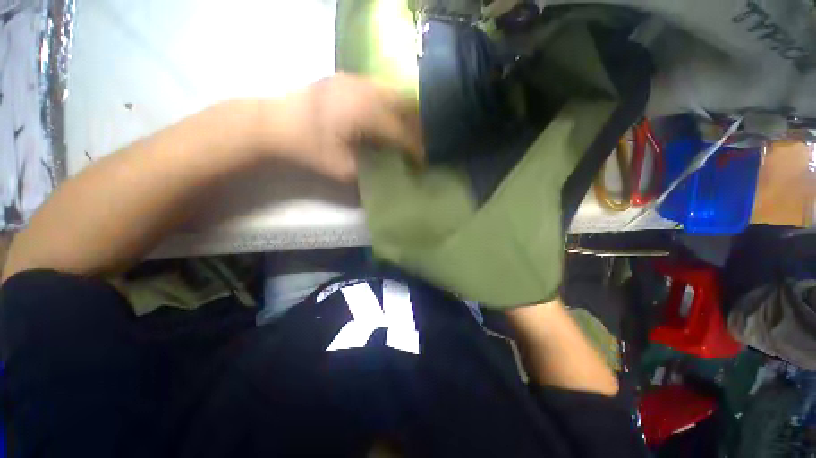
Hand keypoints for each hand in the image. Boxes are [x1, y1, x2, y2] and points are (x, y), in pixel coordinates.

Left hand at [274, 73, 423, 181]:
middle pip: (406, 103)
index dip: (415, 149)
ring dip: (404, 112)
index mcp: (367, 114)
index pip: (402, 132)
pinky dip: (389, 102)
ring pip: (394, 91)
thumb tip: (390, 173)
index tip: (421, 162)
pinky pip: (379, 87)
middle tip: (414, 144)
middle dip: (416, 126)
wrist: (273, 124)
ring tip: (402, 131)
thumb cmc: (308, 148)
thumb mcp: (342, 170)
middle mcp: (367, 91)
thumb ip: (371, 172)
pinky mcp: (346, 77)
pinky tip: (382, 117)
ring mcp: (356, 80)